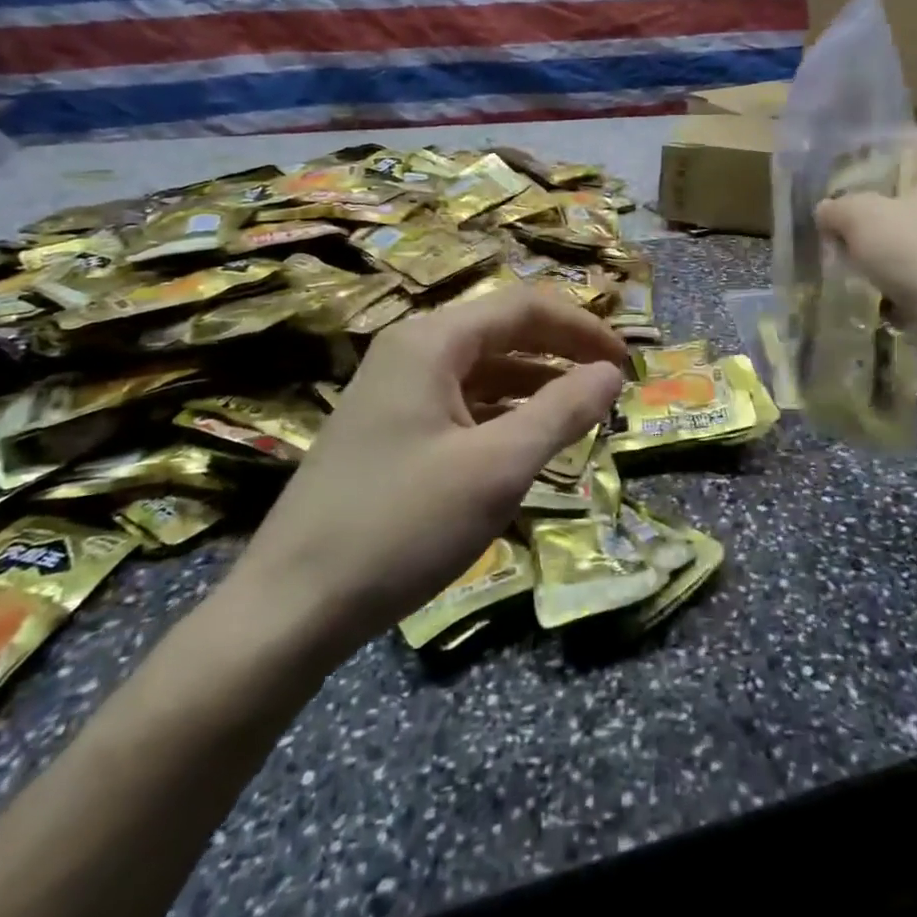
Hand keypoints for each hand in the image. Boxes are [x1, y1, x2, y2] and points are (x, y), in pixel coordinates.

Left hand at [224, 287, 627, 654]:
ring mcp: (393, 389)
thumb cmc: (401, 526)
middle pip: (503, 332)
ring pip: (482, 369)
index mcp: (431, 341)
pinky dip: (502, 413)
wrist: (289, 608)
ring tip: (580, 415)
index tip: (626, 363)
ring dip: (535, 385)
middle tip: (610, 386)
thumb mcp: (498, 468)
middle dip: (561, 353)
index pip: (526, 307)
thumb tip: (611, 373)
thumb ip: (562, 411)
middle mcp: (410, 350)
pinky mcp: (387, 428)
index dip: (583, 328)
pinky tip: (526, 443)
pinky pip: (460, 402)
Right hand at [815, 131, 916, 362]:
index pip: (900, 142)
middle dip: (871, 203)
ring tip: (850, 255)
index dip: (860, 159)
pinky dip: (906, 266)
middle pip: (908, 185)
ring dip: (886, 238)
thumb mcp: (860, 218)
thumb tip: (828, 210)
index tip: (831, 181)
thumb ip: (837, 206)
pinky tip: (879, 284)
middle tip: (835, 219)